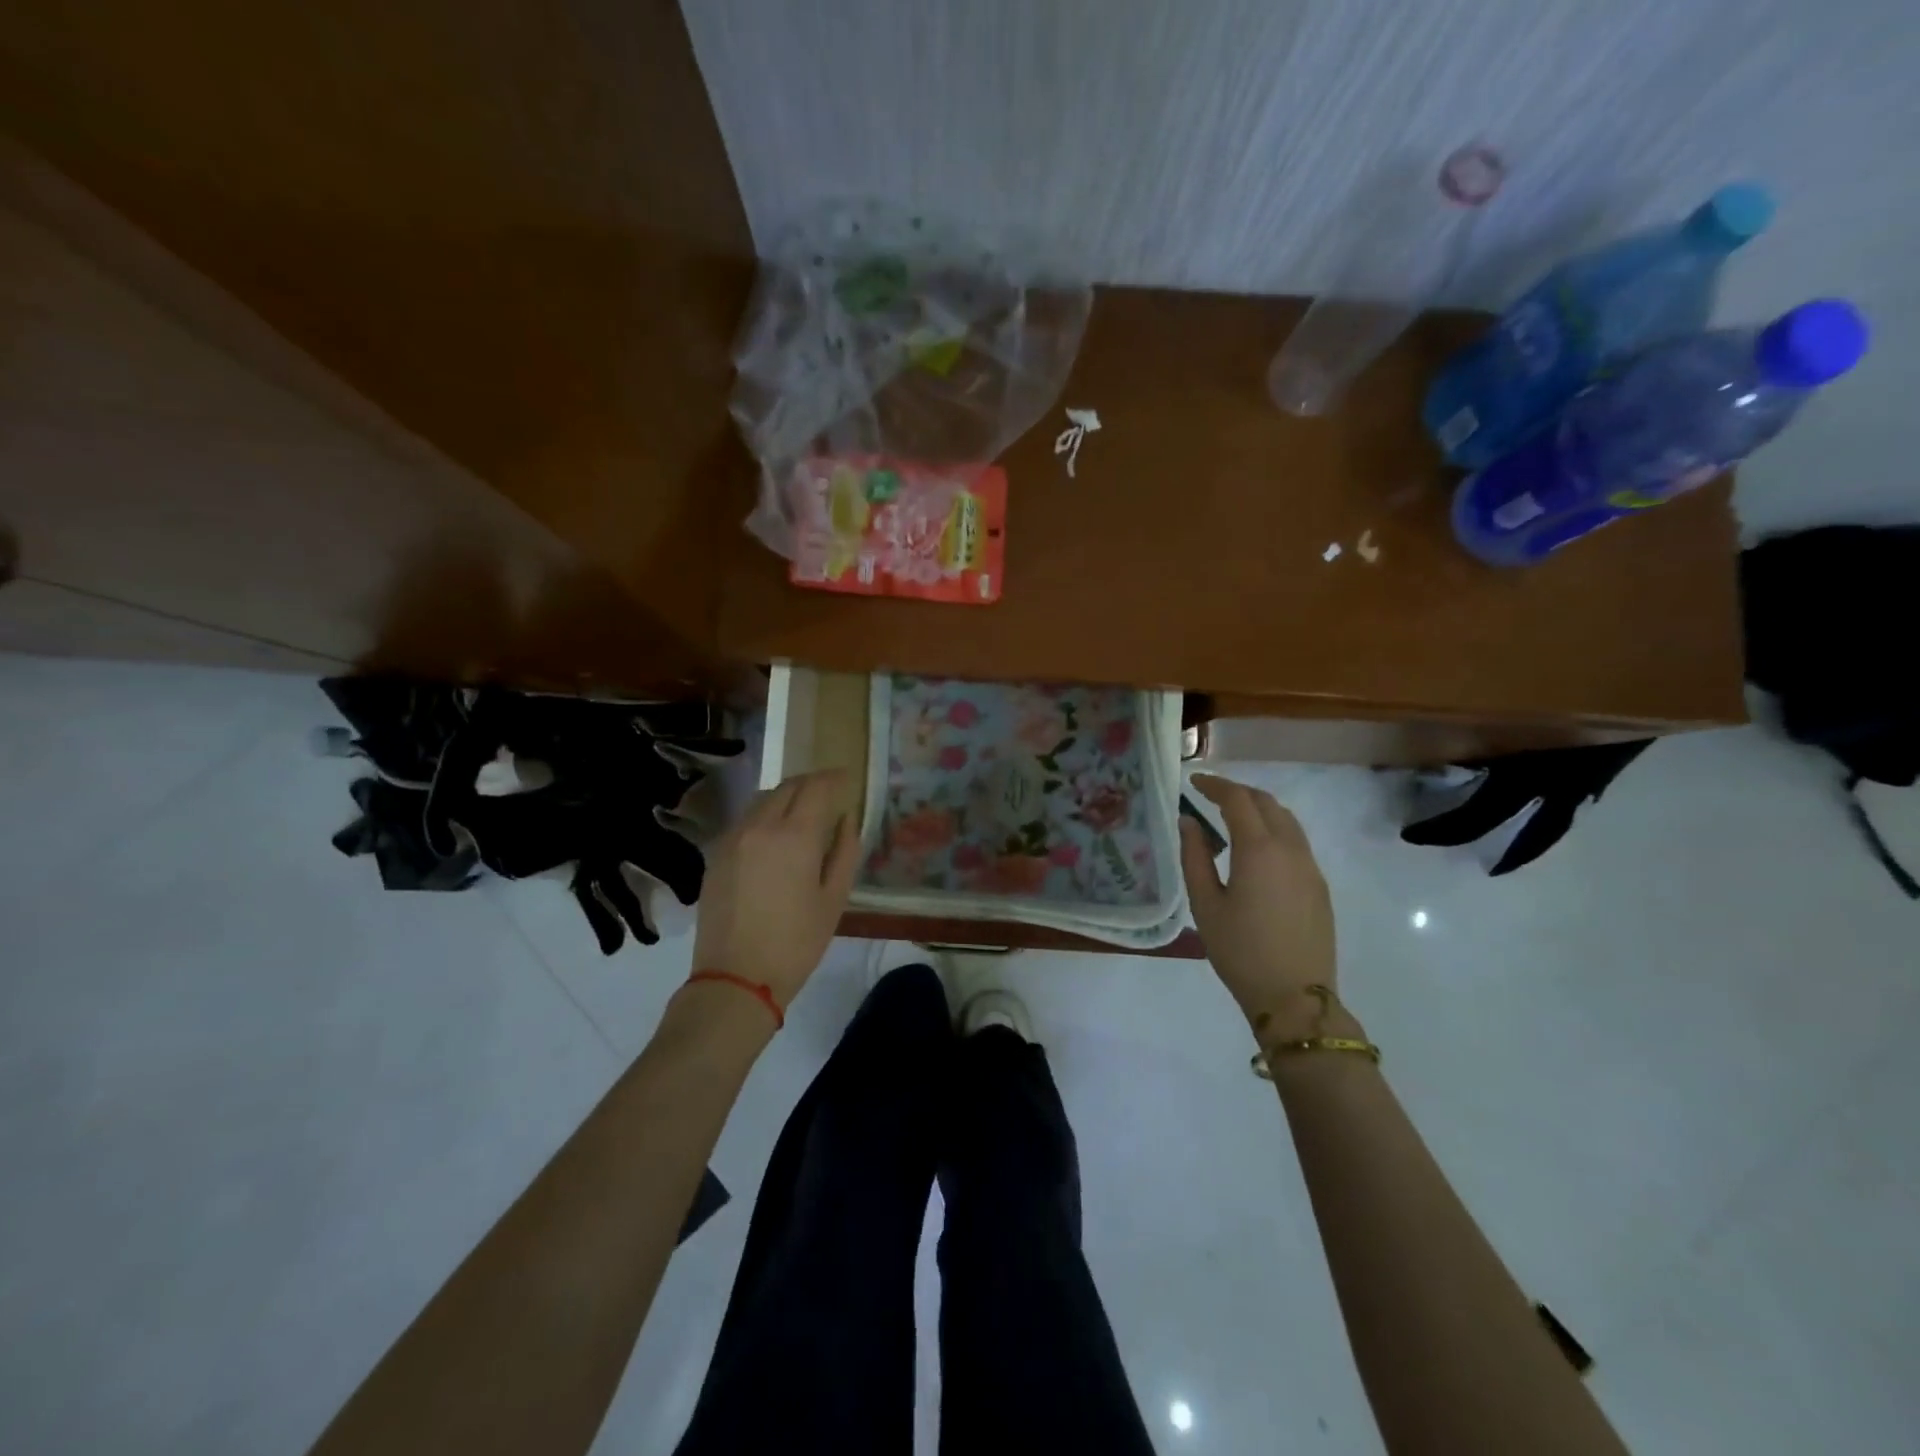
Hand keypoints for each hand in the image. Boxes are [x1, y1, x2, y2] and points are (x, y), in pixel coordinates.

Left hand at [691, 769, 861, 1008]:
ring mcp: (732, 839)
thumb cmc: (796, 943)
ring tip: (801, 812)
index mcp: (795, 835)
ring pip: (762, 800)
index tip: (846, 779)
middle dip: (810, 784)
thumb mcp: (833, 899)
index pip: (816, 788)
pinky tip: (773, 836)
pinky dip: (764, 816)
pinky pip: (744, 821)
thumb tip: (846, 820)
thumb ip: (845, 852)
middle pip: (787, 787)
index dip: (834, 779)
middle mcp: (760, 826)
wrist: (736, 978)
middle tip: (828, 792)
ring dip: (785, 796)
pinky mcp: (715, 855)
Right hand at [1180, 774, 1337, 1031]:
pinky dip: (1274, 830)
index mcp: (1259, 849)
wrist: (1295, 997)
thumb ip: (1195, 857)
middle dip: (1238, 792)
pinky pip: (1297, 842)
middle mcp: (1291, 849)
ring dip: (1260, 809)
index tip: (1194, 782)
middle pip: (1267, 803)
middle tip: (1210, 796)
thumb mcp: (1206, 904)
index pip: (1238, 799)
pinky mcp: (1319, 886)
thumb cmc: (1240, 951)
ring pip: (1287, 820)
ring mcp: (1310, 867)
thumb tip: (1189, 823)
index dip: (1214, 785)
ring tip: (1233, 817)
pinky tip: (1257, 850)